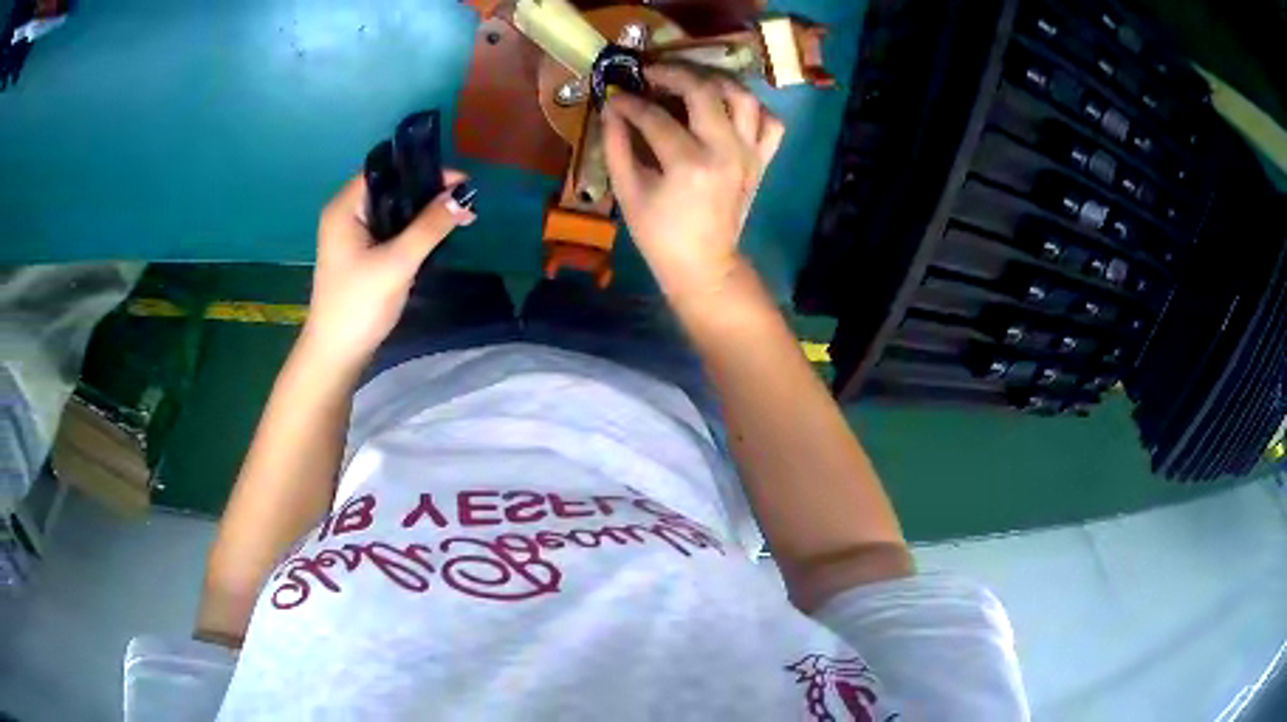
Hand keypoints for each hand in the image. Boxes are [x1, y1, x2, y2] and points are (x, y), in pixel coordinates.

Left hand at [300, 170, 475, 369]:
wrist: (336, 355)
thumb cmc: (359, 305)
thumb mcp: (397, 263)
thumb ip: (430, 226)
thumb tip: (464, 196)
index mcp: (345, 207)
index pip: (386, 169)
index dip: (423, 169)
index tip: (461, 181)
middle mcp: (346, 213)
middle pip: (392, 187)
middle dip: (428, 190)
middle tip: (465, 201)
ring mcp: (352, 235)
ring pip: (393, 209)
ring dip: (424, 211)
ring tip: (459, 215)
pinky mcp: (361, 254)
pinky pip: (391, 229)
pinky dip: (414, 228)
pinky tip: (437, 233)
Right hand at [603, 65, 784, 301]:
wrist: (703, 264)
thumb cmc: (659, 233)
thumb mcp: (627, 192)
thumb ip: (616, 145)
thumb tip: (611, 108)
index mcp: (688, 164)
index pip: (654, 116)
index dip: (630, 101)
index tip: (615, 95)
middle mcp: (725, 151)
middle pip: (704, 90)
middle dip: (673, 73)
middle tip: (652, 73)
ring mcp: (750, 154)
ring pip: (744, 97)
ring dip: (715, 81)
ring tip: (691, 82)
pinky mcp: (762, 160)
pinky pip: (771, 122)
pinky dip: (754, 108)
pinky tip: (730, 109)